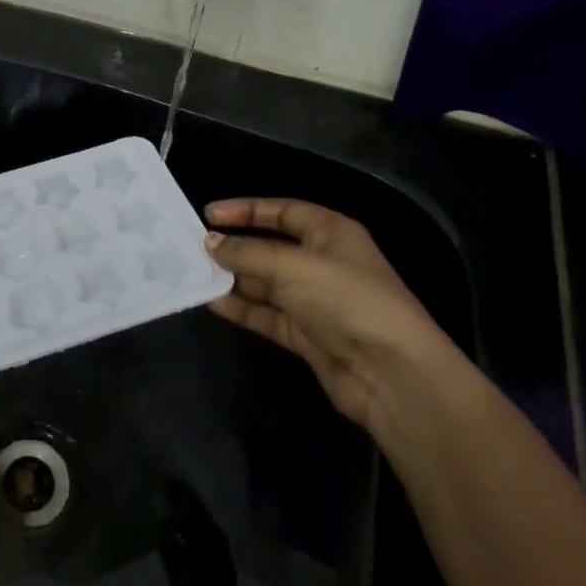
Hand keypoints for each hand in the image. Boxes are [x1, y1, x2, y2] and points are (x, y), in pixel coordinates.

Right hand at [203, 198, 456, 431]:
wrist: (392, 374)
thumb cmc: (346, 300)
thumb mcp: (292, 266)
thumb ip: (247, 253)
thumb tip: (209, 242)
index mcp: (331, 233)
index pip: (283, 211)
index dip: (247, 210)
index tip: (209, 214)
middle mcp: (323, 263)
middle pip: (271, 248)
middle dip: (235, 248)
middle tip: (193, 248)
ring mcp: (315, 302)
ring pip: (265, 283)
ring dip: (233, 280)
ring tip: (194, 274)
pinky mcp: (307, 336)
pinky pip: (267, 315)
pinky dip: (242, 309)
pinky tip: (212, 303)